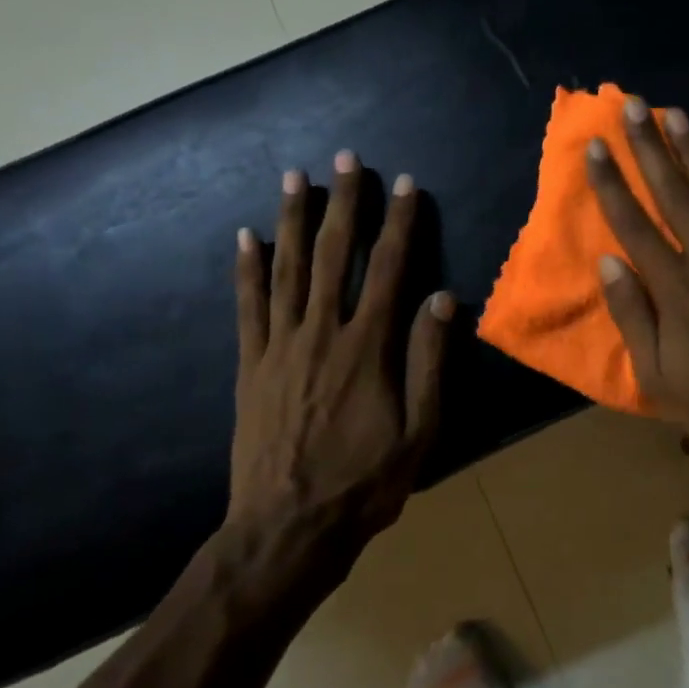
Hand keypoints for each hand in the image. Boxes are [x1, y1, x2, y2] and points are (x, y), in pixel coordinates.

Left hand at [229, 151, 452, 567]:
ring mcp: (279, 347)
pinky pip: (248, 306)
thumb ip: (429, 362)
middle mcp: (321, 334)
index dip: (401, 224)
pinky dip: (246, 269)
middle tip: (347, 159)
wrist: (287, 528)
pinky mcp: (250, 366)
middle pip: (334, 256)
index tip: (407, 185)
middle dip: (343, 204)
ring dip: (293, 220)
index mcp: (368, 348)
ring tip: (296, 177)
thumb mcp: (419, 431)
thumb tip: (443, 299)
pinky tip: (245, 236)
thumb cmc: (365, 483)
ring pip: (287, 270)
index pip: (390, 270)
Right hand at [585, 98, 688, 491]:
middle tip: (633, 106)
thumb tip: (608, 263)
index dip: (611, 183)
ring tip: (675, 114)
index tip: (596, 147)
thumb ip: (633, 316)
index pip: (633, 225)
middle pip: (674, 195)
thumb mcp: (658, 377)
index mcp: (674, 291)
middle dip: (650, 148)